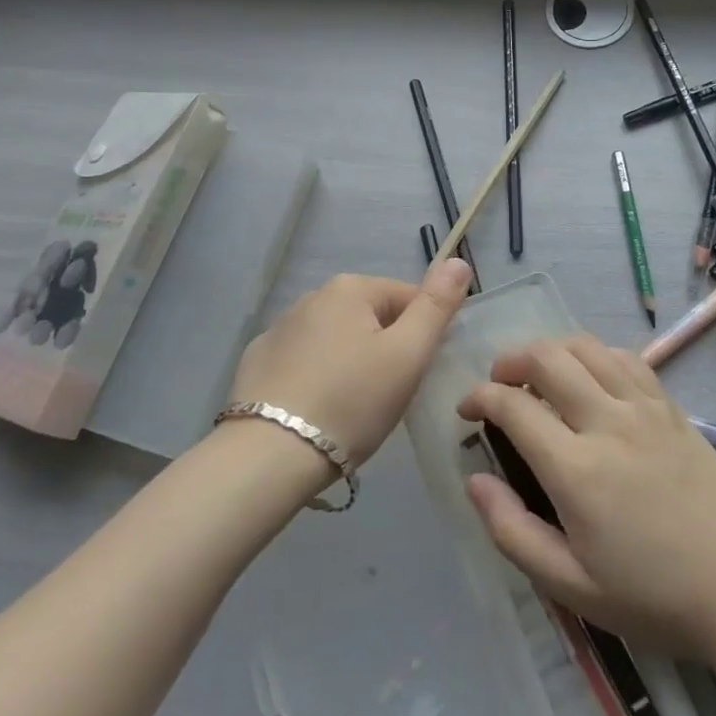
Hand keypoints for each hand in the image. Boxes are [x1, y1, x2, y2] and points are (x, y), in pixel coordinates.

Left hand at [229, 260, 471, 465]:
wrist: (271, 455)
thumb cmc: (352, 401)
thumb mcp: (408, 354)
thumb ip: (436, 306)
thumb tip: (458, 261)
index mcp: (350, 289)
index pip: (407, 298)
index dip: (424, 334)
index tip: (420, 374)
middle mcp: (311, 297)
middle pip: (371, 317)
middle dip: (387, 348)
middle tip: (390, 395)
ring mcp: (279, 329)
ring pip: (336, 339)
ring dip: (352, 361)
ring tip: (354, 407)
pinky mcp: (257, 361)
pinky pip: (304, 361)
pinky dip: (317, 376)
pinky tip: (317, 409)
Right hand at [458, 334, 715, 657]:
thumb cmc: (654, 596)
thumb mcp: (571, 585)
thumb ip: (512, 531)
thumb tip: (474, 481)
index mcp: (577, 469)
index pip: (513, 405)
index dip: (479, 398)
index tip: (466, 410)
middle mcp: (608, 421)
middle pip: (546, 356)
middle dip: (509, 360)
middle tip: (497, 385)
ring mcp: (644, 407)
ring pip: (585, 346)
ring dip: (550, 349)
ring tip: (538, 375)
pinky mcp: (671, 407)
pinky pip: (625, 357)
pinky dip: (594, 354)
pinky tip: (590, 378)